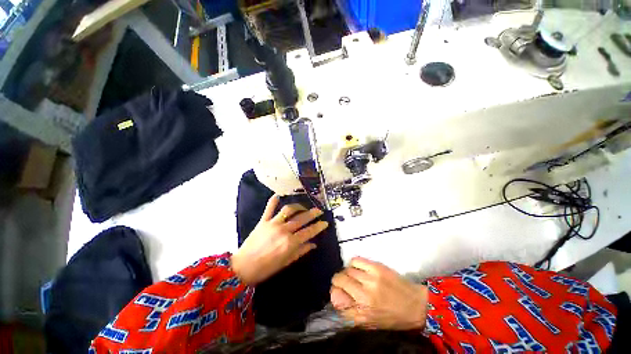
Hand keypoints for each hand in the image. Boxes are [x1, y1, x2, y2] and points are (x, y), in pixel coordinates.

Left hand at [231, 194, 328, 285]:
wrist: (242, 268)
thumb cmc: (266, 268)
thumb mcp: (286, 262)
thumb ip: (301, 251)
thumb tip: (313, 244)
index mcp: (290, 243)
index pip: (309, 231)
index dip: (318, 226)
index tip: (325, 222)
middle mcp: (284, 230)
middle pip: (301, 218)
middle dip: (312, 213)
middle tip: (319, 210)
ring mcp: (273, 224)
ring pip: (288, 210)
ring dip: (298, 206)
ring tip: (303, 207)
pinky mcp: (263, 221)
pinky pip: (269, 208)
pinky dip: (274, 201)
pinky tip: (278, 195)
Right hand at [331, 257, 427, 329]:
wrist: (415, 305)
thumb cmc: (392, 317)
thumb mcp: (370, 322)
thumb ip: (350, 312)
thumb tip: (336, 298)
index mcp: (363, 308)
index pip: (338, 294)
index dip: (335, 290)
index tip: (338, 290)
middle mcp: (365, 292)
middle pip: (341, 278)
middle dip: (339, 280)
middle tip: (345, 283)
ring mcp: (371, 276)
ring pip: (348, 268)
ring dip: (347, 272)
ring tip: (353, 276)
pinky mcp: (377, 266)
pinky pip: (356, 260)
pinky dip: (354, 264)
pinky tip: (358, 269)